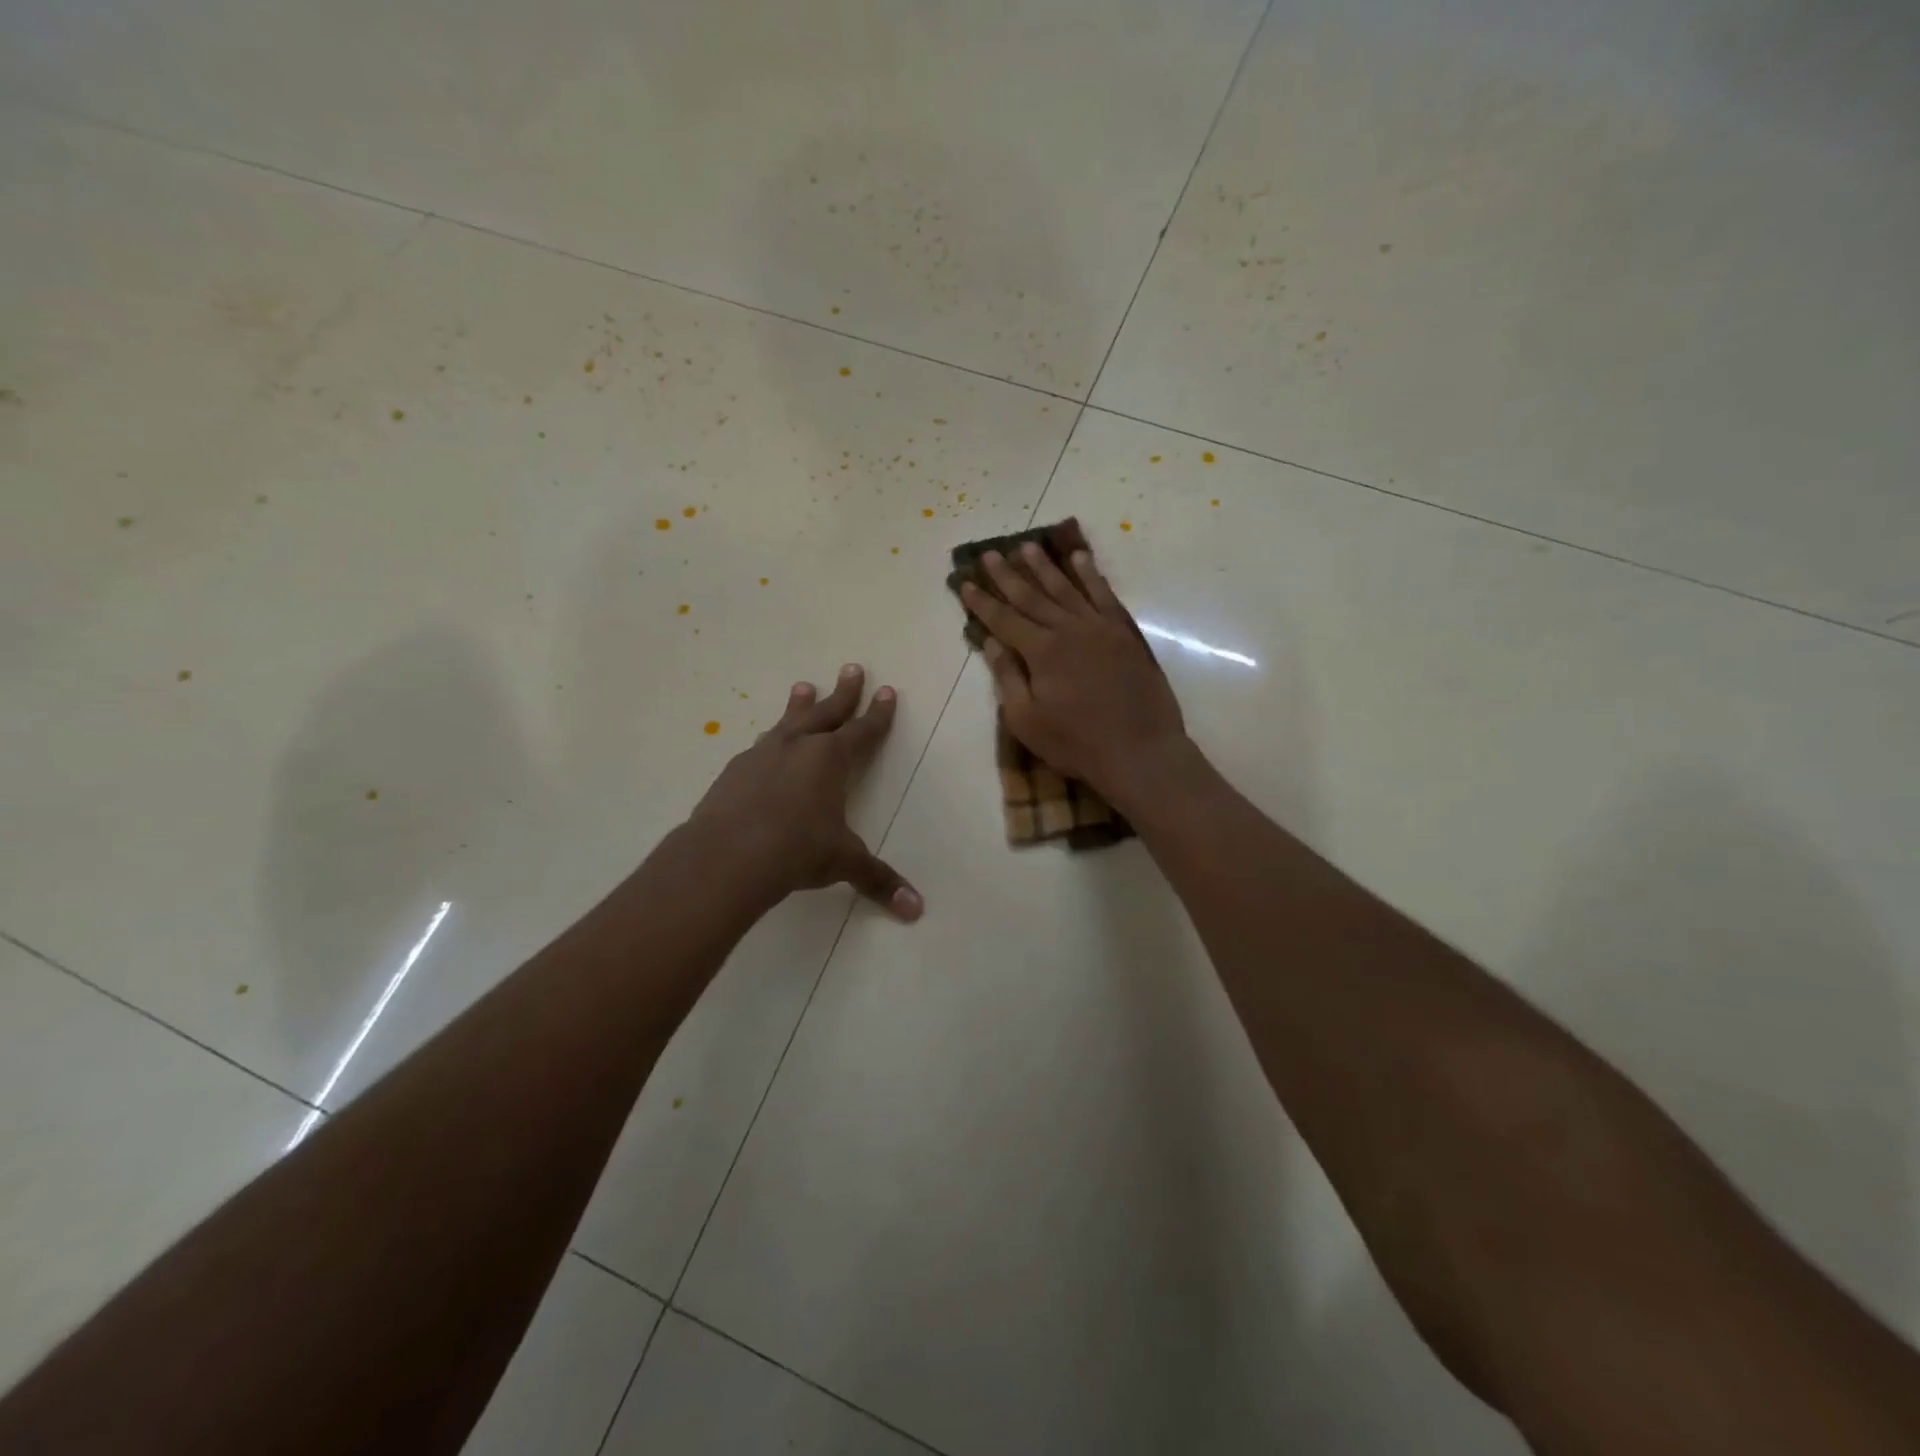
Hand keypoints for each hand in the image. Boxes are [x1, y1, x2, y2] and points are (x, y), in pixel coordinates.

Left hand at [687, 664, 922, 919]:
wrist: (727, 855)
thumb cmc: (797, 851)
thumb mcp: (843, 863)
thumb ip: (877, 880)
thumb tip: (916, 910)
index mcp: (831, 760)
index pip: (863, 731)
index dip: (878, 714)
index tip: (887, 691)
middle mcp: (799, 747)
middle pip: (827, 712)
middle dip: (843, 692)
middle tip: (851, 667)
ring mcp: (763, 755)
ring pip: (788, 722)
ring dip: (800, 705)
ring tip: (803, 686)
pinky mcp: (734, 771)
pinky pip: (759, 746)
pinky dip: (770, 740)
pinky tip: (766, 744)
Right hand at [960, 544, 1190, 809]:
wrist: (1140, 751)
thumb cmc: (1077, 743)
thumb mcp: (1027, 721)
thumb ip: (1008, 677)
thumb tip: (991, 642)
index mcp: (1041, 651)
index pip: (1004, 619)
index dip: (982, 602)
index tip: (965, 582)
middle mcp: (1069, 629)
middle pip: (1032, 596)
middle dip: (1008, 575)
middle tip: (990, 553)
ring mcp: (1100, 627)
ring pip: (1067, 588)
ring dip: (1045, 566)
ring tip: (1027, 546)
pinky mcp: (1125, 633)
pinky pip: (1104, 595)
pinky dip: (1091, 575)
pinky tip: (1080, 559)